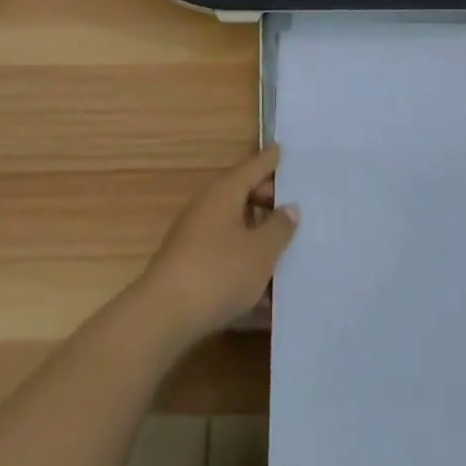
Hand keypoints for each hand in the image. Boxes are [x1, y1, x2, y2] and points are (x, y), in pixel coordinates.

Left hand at [134, 145, 298, 345]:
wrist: (163, 316)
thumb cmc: (218, 272)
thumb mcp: (260, 252)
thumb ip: (279, 228)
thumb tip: (290, 207)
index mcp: (225, 191)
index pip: (255, 166)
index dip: (273, 159)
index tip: (288, 150)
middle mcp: (209, 205)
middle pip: (245, 195)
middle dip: (271, 202)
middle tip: (301, 210)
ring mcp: (197, 235)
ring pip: (237, 228)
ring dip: (261, 238)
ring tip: (291, 252)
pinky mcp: (192, 264)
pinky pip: (227, 254)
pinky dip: (246, 263)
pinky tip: (268, 295)